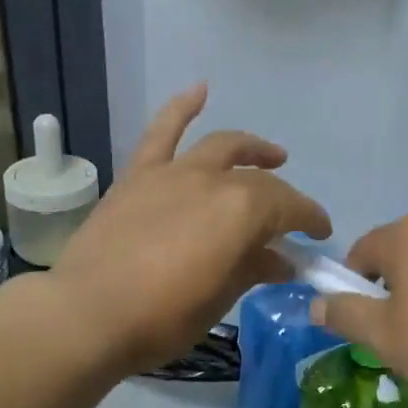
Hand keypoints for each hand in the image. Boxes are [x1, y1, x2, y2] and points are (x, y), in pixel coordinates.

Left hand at [52, 85, 330, 374]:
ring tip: (271, 155)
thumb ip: (253, 269)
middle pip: (259, 181)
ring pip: (222, 147)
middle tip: (291, 219)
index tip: (320, 235)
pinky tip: (200, 90)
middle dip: (284, 198)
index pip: (290, 208)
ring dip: (251, 148)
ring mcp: (174, 172)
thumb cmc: (162, 318)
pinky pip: (162, 132)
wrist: (87, 315)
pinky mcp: (139, 175)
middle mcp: (213, 180)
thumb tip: (280, 261)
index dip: (310, 220)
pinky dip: (182, 107)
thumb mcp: (220, 299)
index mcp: (242, 211)